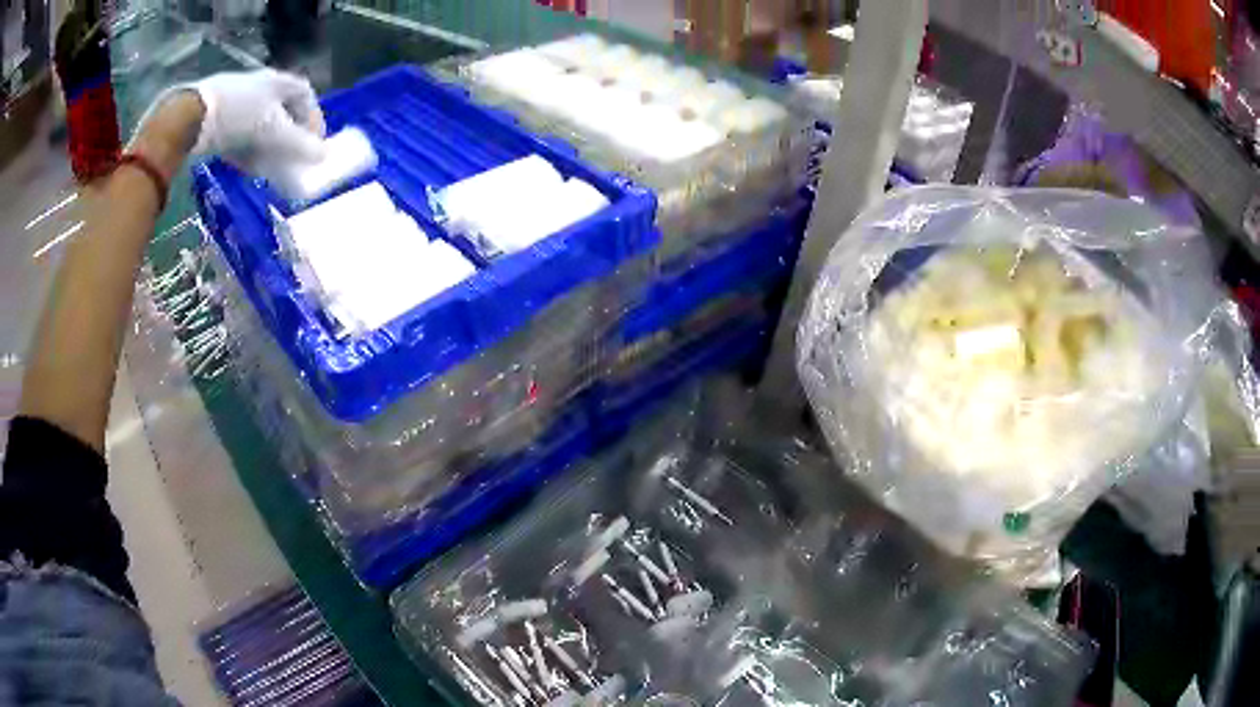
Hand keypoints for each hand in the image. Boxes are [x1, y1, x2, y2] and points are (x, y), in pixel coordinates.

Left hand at [189, 69, 327, 172]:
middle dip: (289, 139)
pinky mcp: (220, 116)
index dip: (314, 121)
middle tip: (290, 161)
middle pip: (283, 113)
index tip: (315, 146)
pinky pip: (241, 134)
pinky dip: (247, 151)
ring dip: (267, 148)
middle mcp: (263, 87)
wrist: (192, 115)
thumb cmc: (239, 115)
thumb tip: (324, 157)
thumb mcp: (274, 131)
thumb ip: (300, 145)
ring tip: (266, 169)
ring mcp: (240, 100)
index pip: (307, 98)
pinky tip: (244, 167)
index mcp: (280, 82)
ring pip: (261, 126)